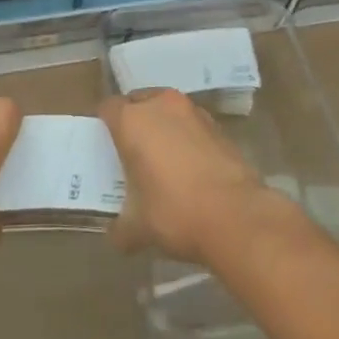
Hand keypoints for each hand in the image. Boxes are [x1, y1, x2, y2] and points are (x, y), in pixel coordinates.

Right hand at [99, 88, 284, 263]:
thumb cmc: (174, 212)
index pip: (108, 107)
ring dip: (162, 126)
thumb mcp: (138, 227)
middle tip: (132, 151)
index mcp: (132, 121)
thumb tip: (116, 237)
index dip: (104, 124)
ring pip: (167, 109)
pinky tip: (190, 166)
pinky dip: (186, 137)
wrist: (235, 215)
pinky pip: (191, 124)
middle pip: (138, 101)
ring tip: (163, 158)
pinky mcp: (218, 125)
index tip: (105, 145)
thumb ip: (121, 227)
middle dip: (134, 121)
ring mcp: (193, 111)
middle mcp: (161, 105)